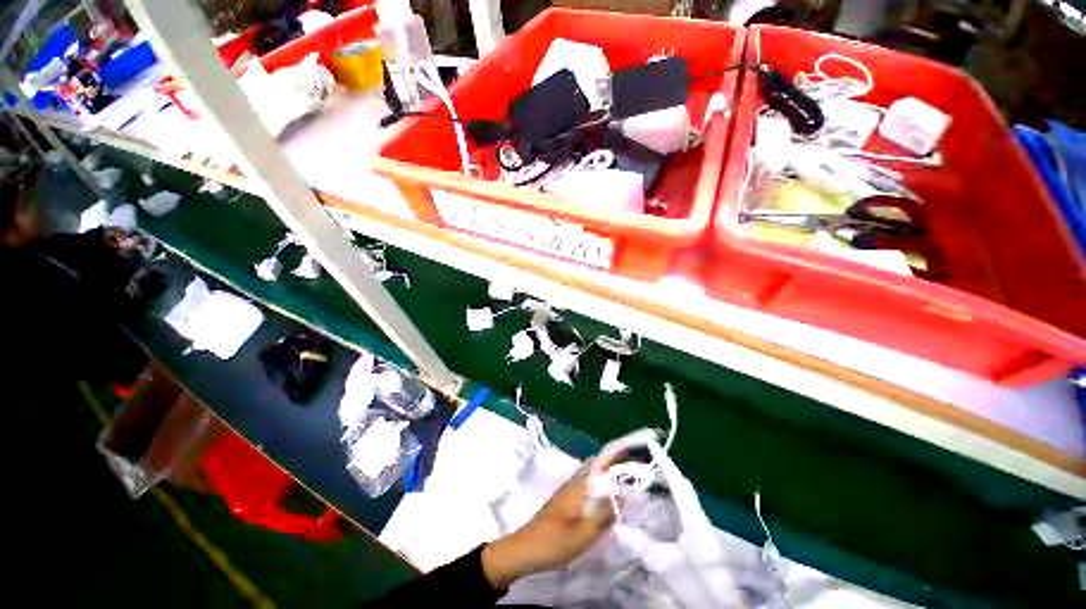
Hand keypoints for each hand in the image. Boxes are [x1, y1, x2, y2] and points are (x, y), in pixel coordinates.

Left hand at [481, 457, 619, 589]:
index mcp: (577, 487)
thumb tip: (622, 497)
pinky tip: (600, 503)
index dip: (612, 457)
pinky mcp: (561, 502)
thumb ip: (603, 515)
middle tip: (627, 475)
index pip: (597, 463)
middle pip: (592, 466)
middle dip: (609, 466)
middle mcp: (571, 484)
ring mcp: (565, 492)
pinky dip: (594, 487)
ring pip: (586, 476)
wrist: (523, 550)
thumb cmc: (553, 543)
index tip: (629, 456)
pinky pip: (582, 487)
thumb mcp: (583, 534)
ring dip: (602, 477)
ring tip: (618, 488)